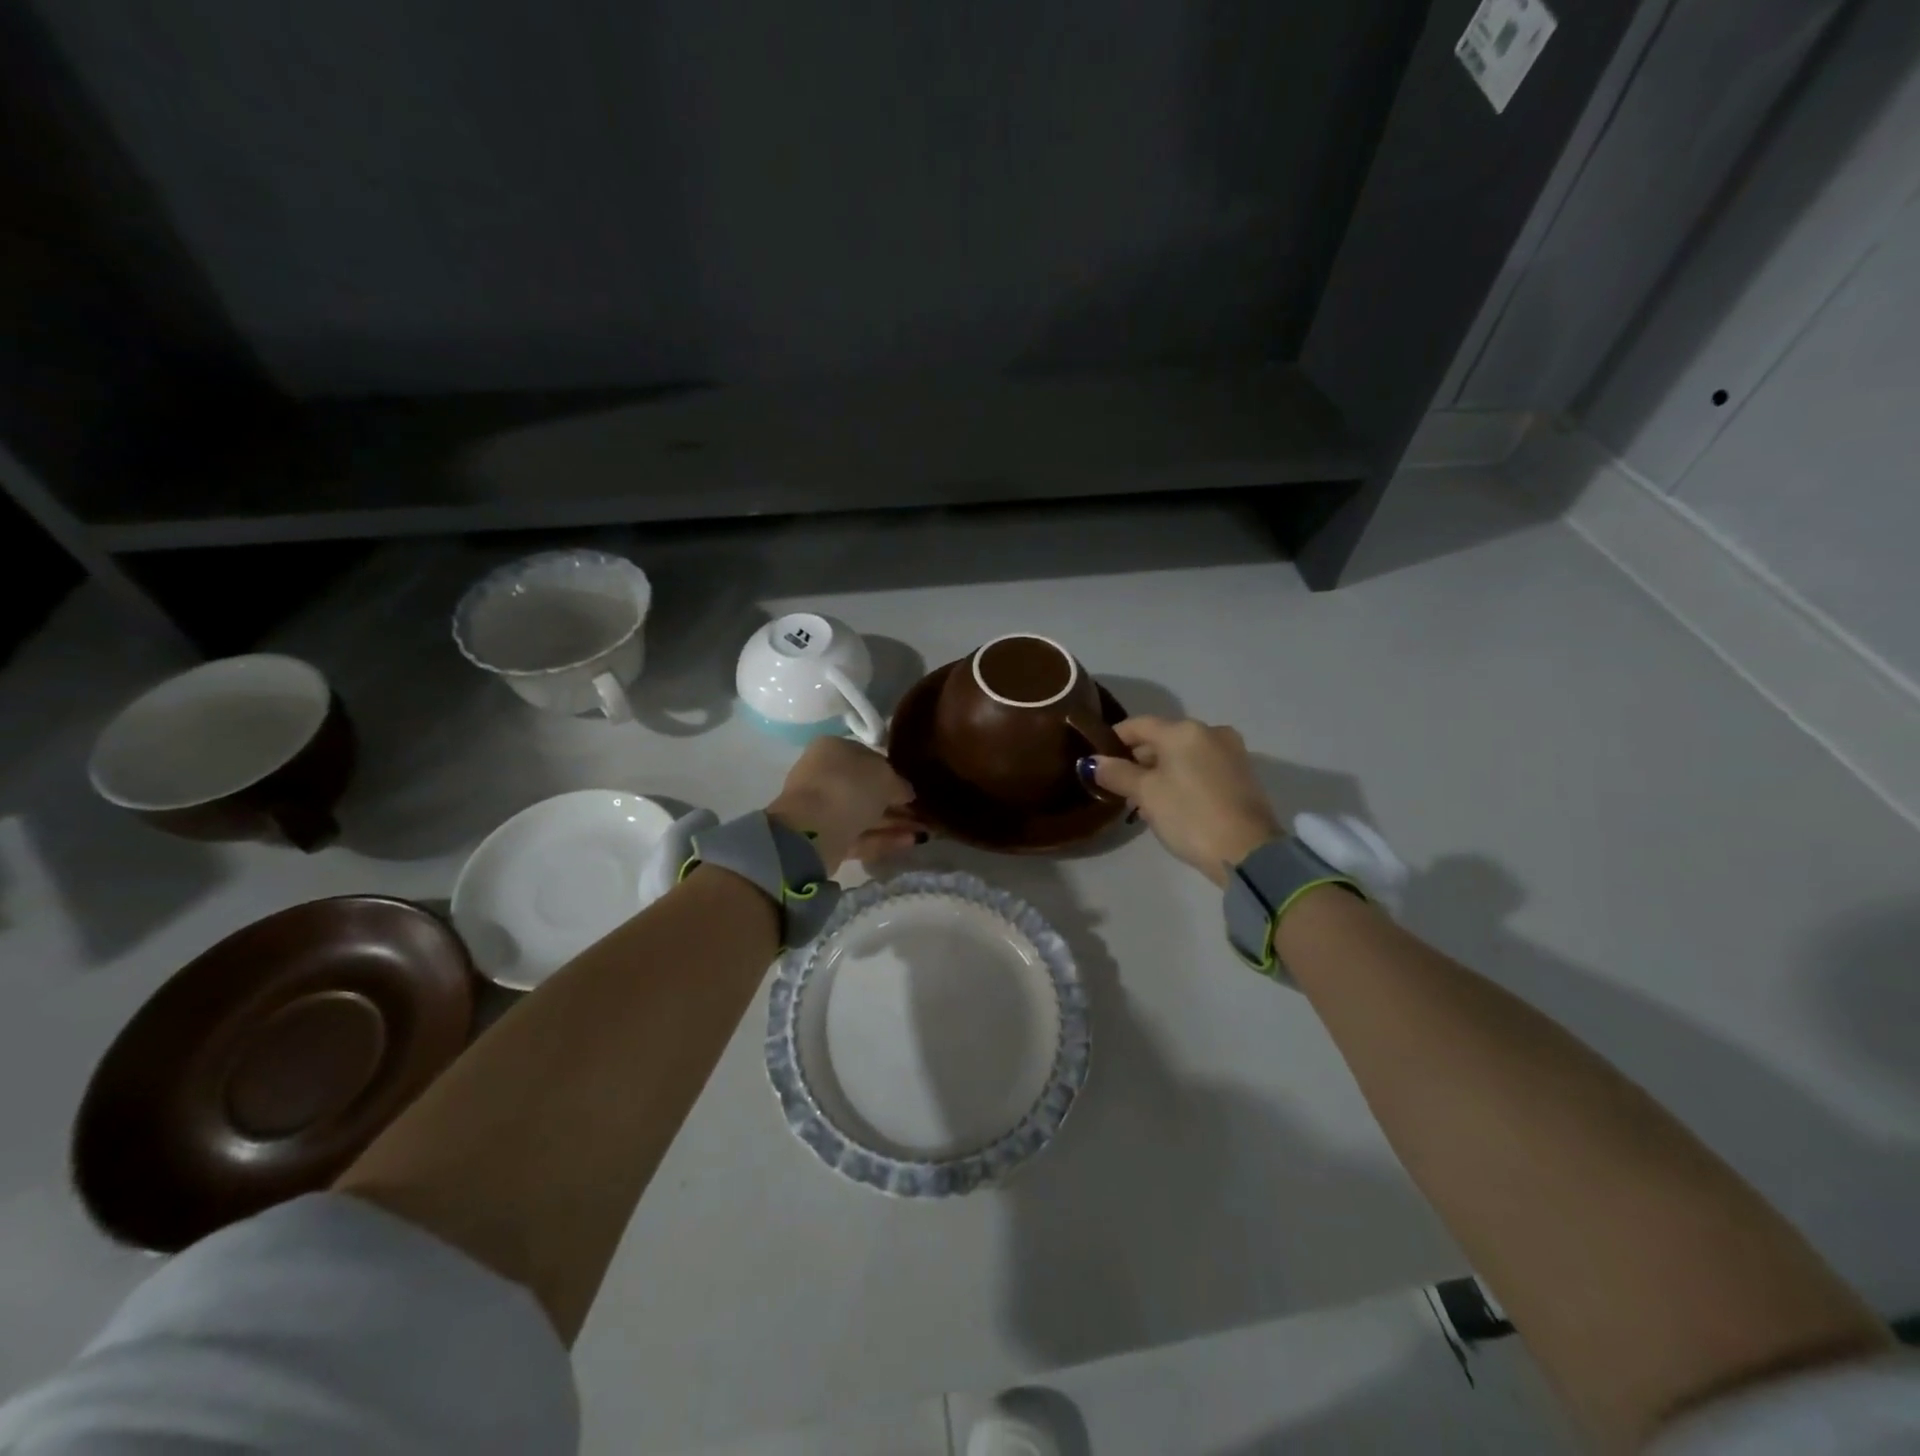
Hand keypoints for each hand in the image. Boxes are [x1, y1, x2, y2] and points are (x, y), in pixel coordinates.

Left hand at [767, 738, 918, 872]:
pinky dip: (883, 839)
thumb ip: (899, 783)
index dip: (894, 774)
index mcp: (834, 748)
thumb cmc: (849, 787)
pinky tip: (910, 842)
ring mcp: (823, 807)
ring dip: (894, 822)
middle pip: (867, 789)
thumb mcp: (886, 777)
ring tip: (924, 832)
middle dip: (896, 803)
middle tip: (923, 814)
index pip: (869, 758)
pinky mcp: (825, 837)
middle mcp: (825, 774)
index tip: (914, 789)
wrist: (813, 830)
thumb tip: (905, 793)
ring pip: (865, 814)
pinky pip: (859, 835)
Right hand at [1084, 717, 1281, 884]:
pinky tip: (1171, 801)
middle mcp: (1210, 732)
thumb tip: (1092, 762)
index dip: (1114, 738)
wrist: (1248, 852)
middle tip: (1118, 785)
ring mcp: (1231, 752)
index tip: (1098, 758)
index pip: (1139, 724)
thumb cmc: (1189, 815)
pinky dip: (1183, 777)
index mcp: (1184, 730)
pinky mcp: (1242, 775)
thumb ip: (1117, 773)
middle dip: (1138, 759)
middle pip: (1163, 738)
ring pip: (1183, 754)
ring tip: (1142, 798)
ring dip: (1160, 770)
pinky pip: (1202, 767)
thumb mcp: (1146, 794)